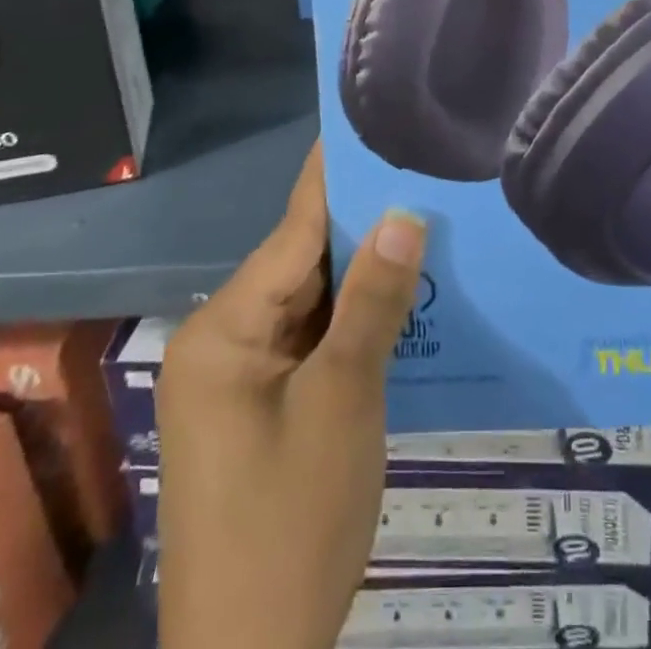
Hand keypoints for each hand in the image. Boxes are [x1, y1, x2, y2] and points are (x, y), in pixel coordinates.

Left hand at [156, 142, 426, 648]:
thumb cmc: (290, 525)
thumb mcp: (343, 403)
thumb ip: (373, 303)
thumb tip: (403, 214)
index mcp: (225, 329)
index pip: (293, 231)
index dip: (337, 177)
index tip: (372, 125)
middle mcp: (224, 341)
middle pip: (302, 265)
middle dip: (364, 228)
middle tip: (425, 177)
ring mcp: (240, 379)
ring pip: (311, 305)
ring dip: (363, 278)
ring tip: (427, 223)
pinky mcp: (261, 410)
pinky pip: (312, 343)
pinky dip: (353, 324)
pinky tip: (402, 300)